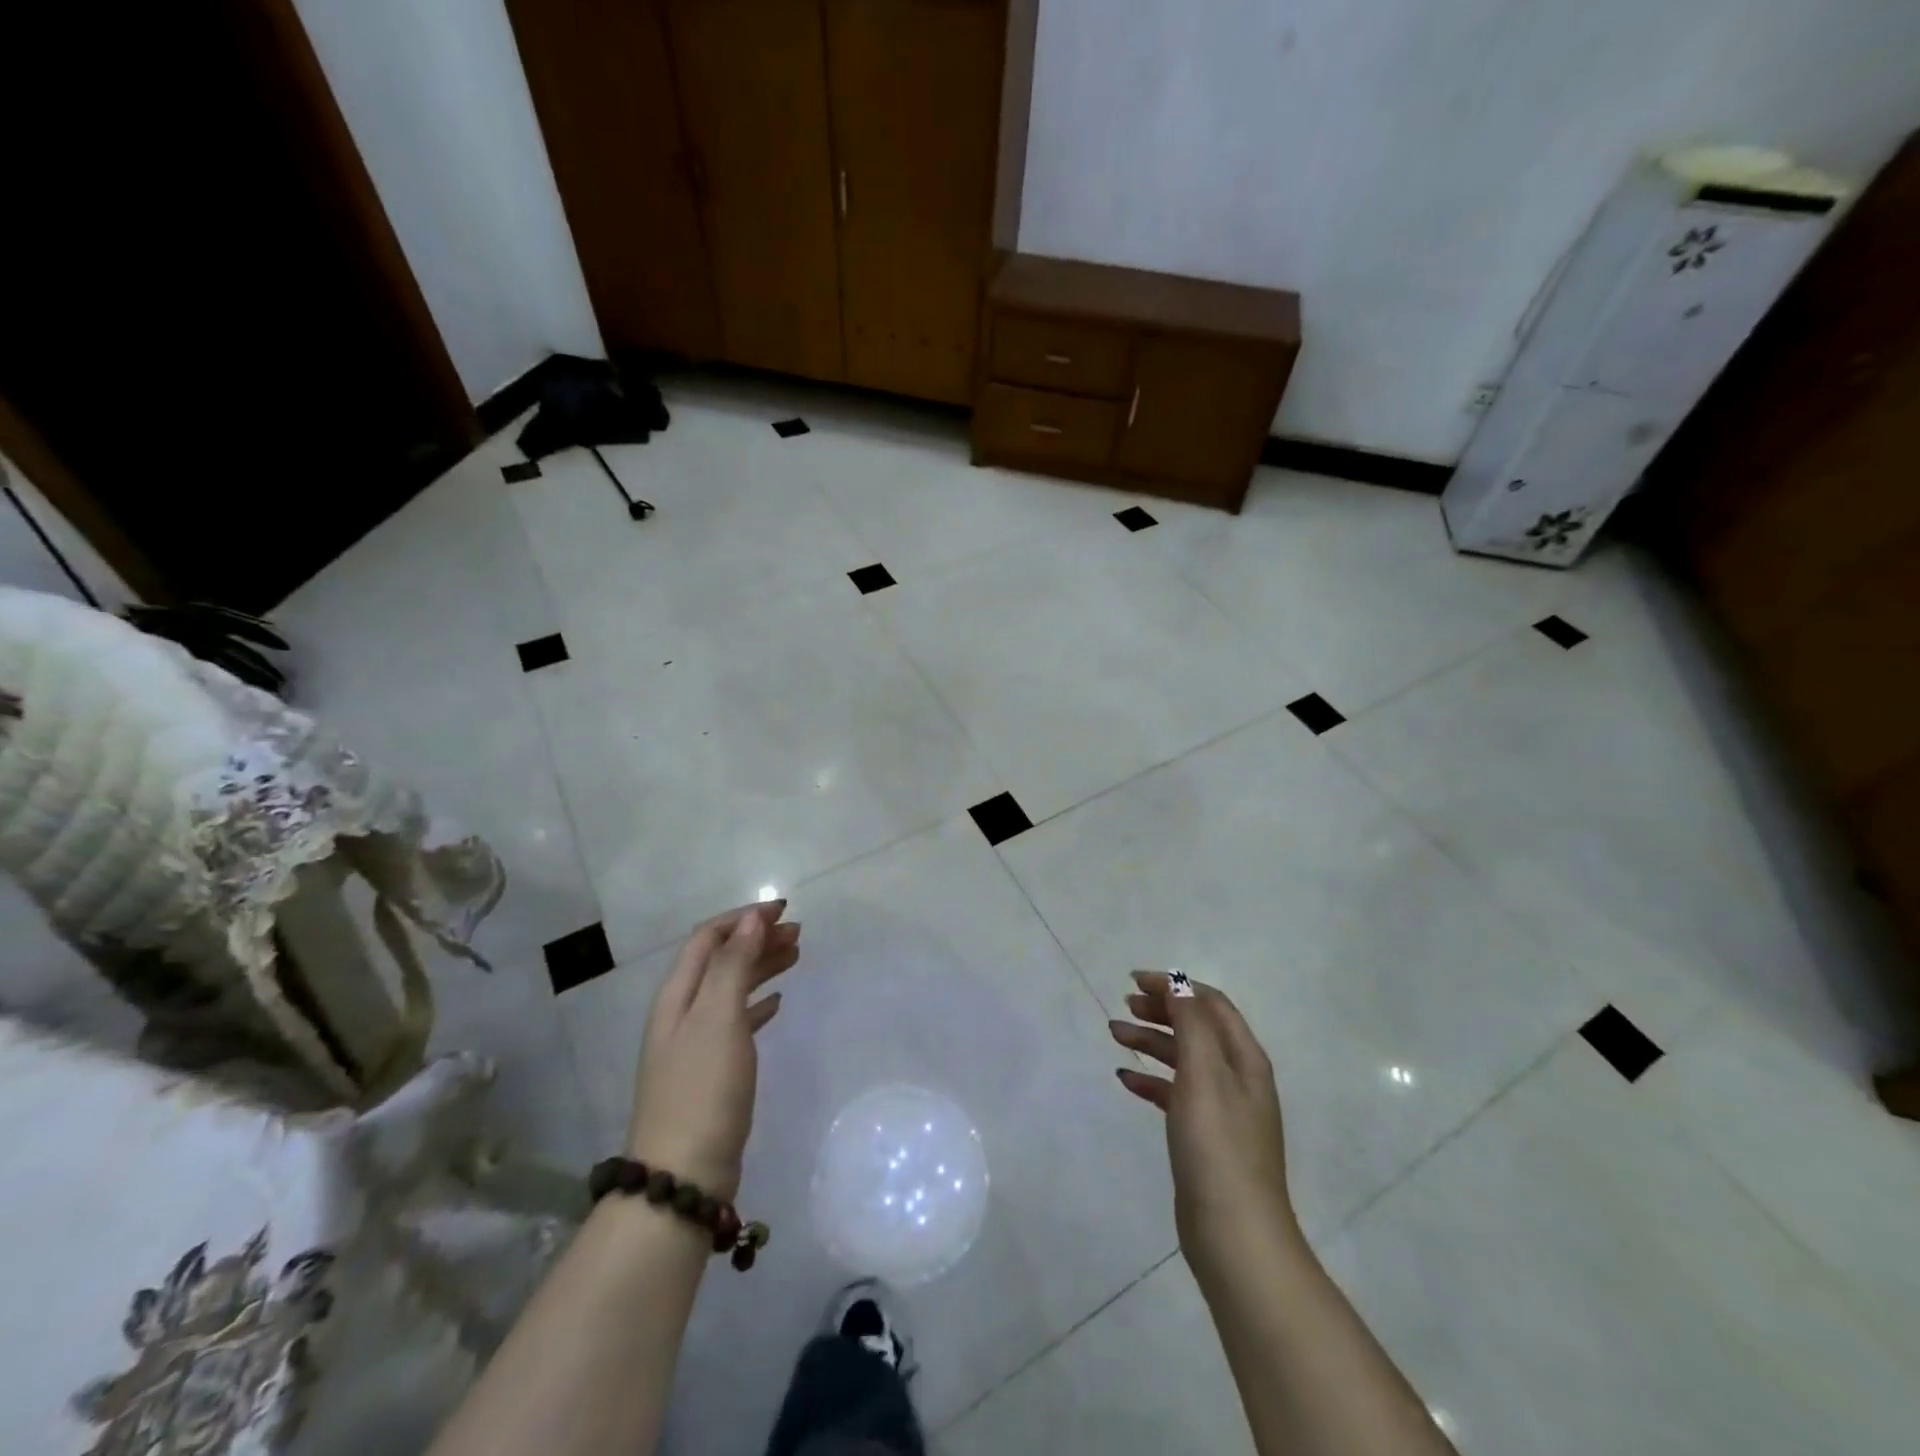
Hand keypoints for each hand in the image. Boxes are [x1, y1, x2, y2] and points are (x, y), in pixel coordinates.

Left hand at [625, 901, 800, 1201]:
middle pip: (721, 960)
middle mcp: (682, 1012)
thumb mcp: (718, 1017)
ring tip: (795, 957)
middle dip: (757, 940)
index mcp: (678, 994)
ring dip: (760, 967)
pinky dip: (757, 1003)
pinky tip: (777, 1003)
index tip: (784, 911)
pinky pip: (737, 1020)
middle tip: (798, 934)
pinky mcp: (711, 1071)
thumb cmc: (703, 1087)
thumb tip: (751, 920)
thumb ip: (733, 964)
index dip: (744, 919)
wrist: (684, 1175)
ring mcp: (695, 1043)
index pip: (709, 938)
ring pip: (731, 988)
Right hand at [1110, 971, 1294, 1284]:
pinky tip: (1125, 1080)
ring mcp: (1221, 1109)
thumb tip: (1178, 985)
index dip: (1175, 986)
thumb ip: (1192, 1024)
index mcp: (1244, 1058)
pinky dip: (1151, 1080)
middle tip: (1124, 1006)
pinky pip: (1175, 1093)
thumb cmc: (1217, 1145)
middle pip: (1196, 1028)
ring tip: (1115, 1035)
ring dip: (1151, 1041)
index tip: (1134, 980)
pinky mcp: (1203, 1136)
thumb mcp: (1204, 1073)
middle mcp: (1237, 1077)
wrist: (1233, 1234)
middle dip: (1161, 1011)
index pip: (1210, 1003)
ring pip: (1183, 1058)